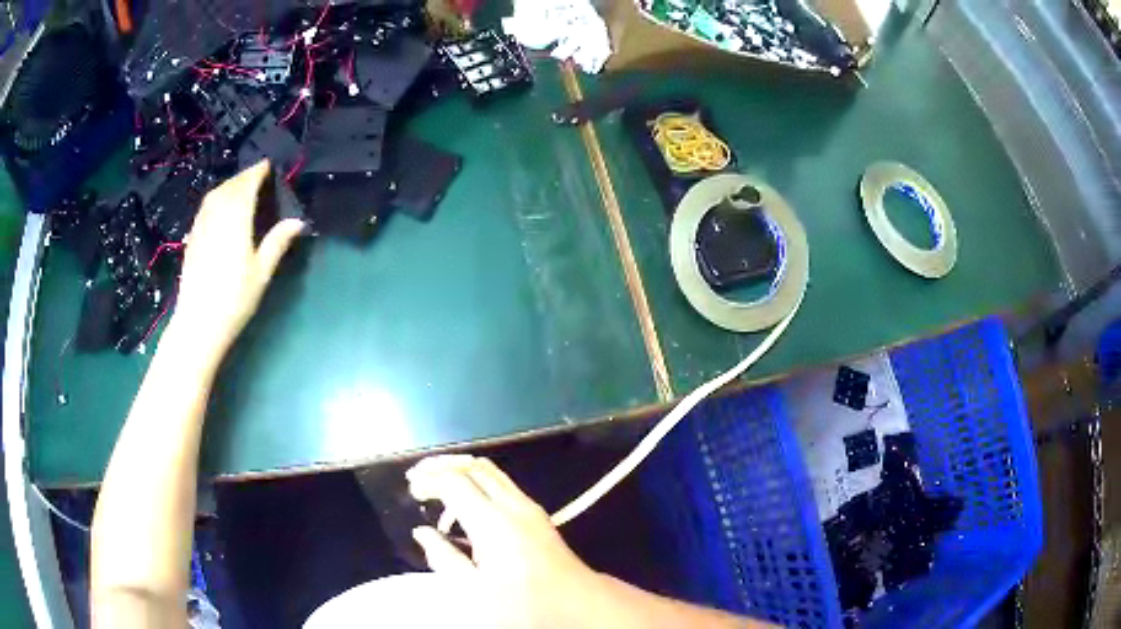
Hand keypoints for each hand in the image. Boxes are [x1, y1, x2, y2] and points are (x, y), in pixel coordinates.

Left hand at [171, 160, 304, 358]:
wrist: (198, 322)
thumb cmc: (234, 299)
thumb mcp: (261, 273)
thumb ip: (277, 242)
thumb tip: (298, 221)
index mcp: (236, 218)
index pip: (247, 184)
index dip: (258, 172)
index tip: (269, 165)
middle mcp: (216, 215)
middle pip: (230, 186)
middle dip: (244, 176)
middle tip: (259, 175)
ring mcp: (201, 225)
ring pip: (215, 194)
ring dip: (229, 185)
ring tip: (242, 188)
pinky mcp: (192, 238)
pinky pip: (206, 207)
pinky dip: (216, 199)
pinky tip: (221, 208)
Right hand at [406, 455, 602, 628]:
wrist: (579, 604)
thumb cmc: (524, 604)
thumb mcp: (475, 593)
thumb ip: (444, 560)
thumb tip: (422, 533)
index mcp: (493, 522)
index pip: (454, 481)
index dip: (428, 479)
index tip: (410, 491)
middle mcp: (512, 505)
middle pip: (473, 466)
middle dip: (441, 466)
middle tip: (417, 479)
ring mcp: (529, 506)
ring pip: (490, 471)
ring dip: (460, 471)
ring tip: (436, 488)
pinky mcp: (537, 514)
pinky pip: (502, 483)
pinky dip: (477, 482)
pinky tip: (466, 505)